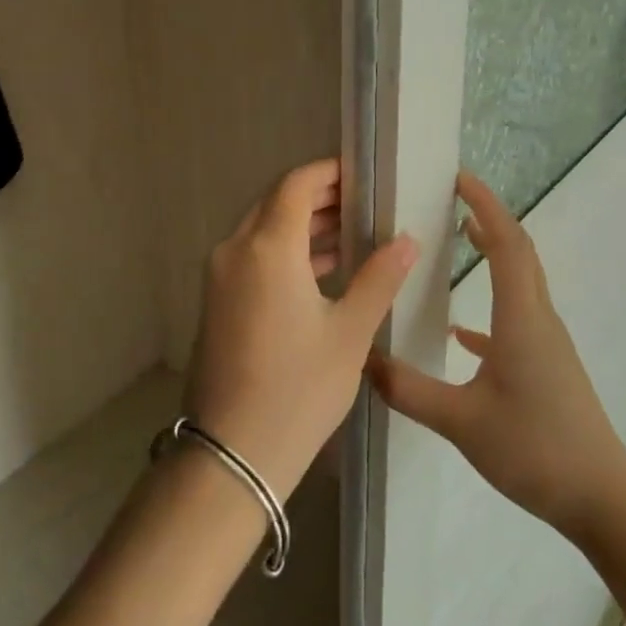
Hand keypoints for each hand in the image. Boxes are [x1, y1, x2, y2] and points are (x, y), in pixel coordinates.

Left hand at [183, 159, 418, 500]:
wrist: (233, 453)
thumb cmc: (299, 388)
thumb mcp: (350, 333)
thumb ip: (379, 279)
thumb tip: (407, 240)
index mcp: (268, 247)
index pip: (296, 185)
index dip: (329, 173)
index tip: (362, 174)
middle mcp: (236, 249)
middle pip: (277, 203)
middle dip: (318, 197)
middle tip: (363, 202)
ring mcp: (221, 275)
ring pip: (264, 230)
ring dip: (303, 225)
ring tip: (351, 231)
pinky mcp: (218, 300)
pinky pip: (254, 256)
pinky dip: (286, 251)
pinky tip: (323, 269)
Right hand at [367, 171, 625, 538]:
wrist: (604, 501)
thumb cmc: (535, 450)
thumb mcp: (461, 423)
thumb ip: (409, 390)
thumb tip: (362, 359)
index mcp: (521, 318)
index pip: (506, 243)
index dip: (485, 205)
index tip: (460, 179)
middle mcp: (539, 319)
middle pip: (520, 252)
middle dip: (490, 218)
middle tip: (456, 198)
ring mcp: (548, 343)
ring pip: (522, 281)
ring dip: (496, 253)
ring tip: (462, 238)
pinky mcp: (550, 367)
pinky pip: (520, 318)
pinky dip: (494, 305)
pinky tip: (464, 333)